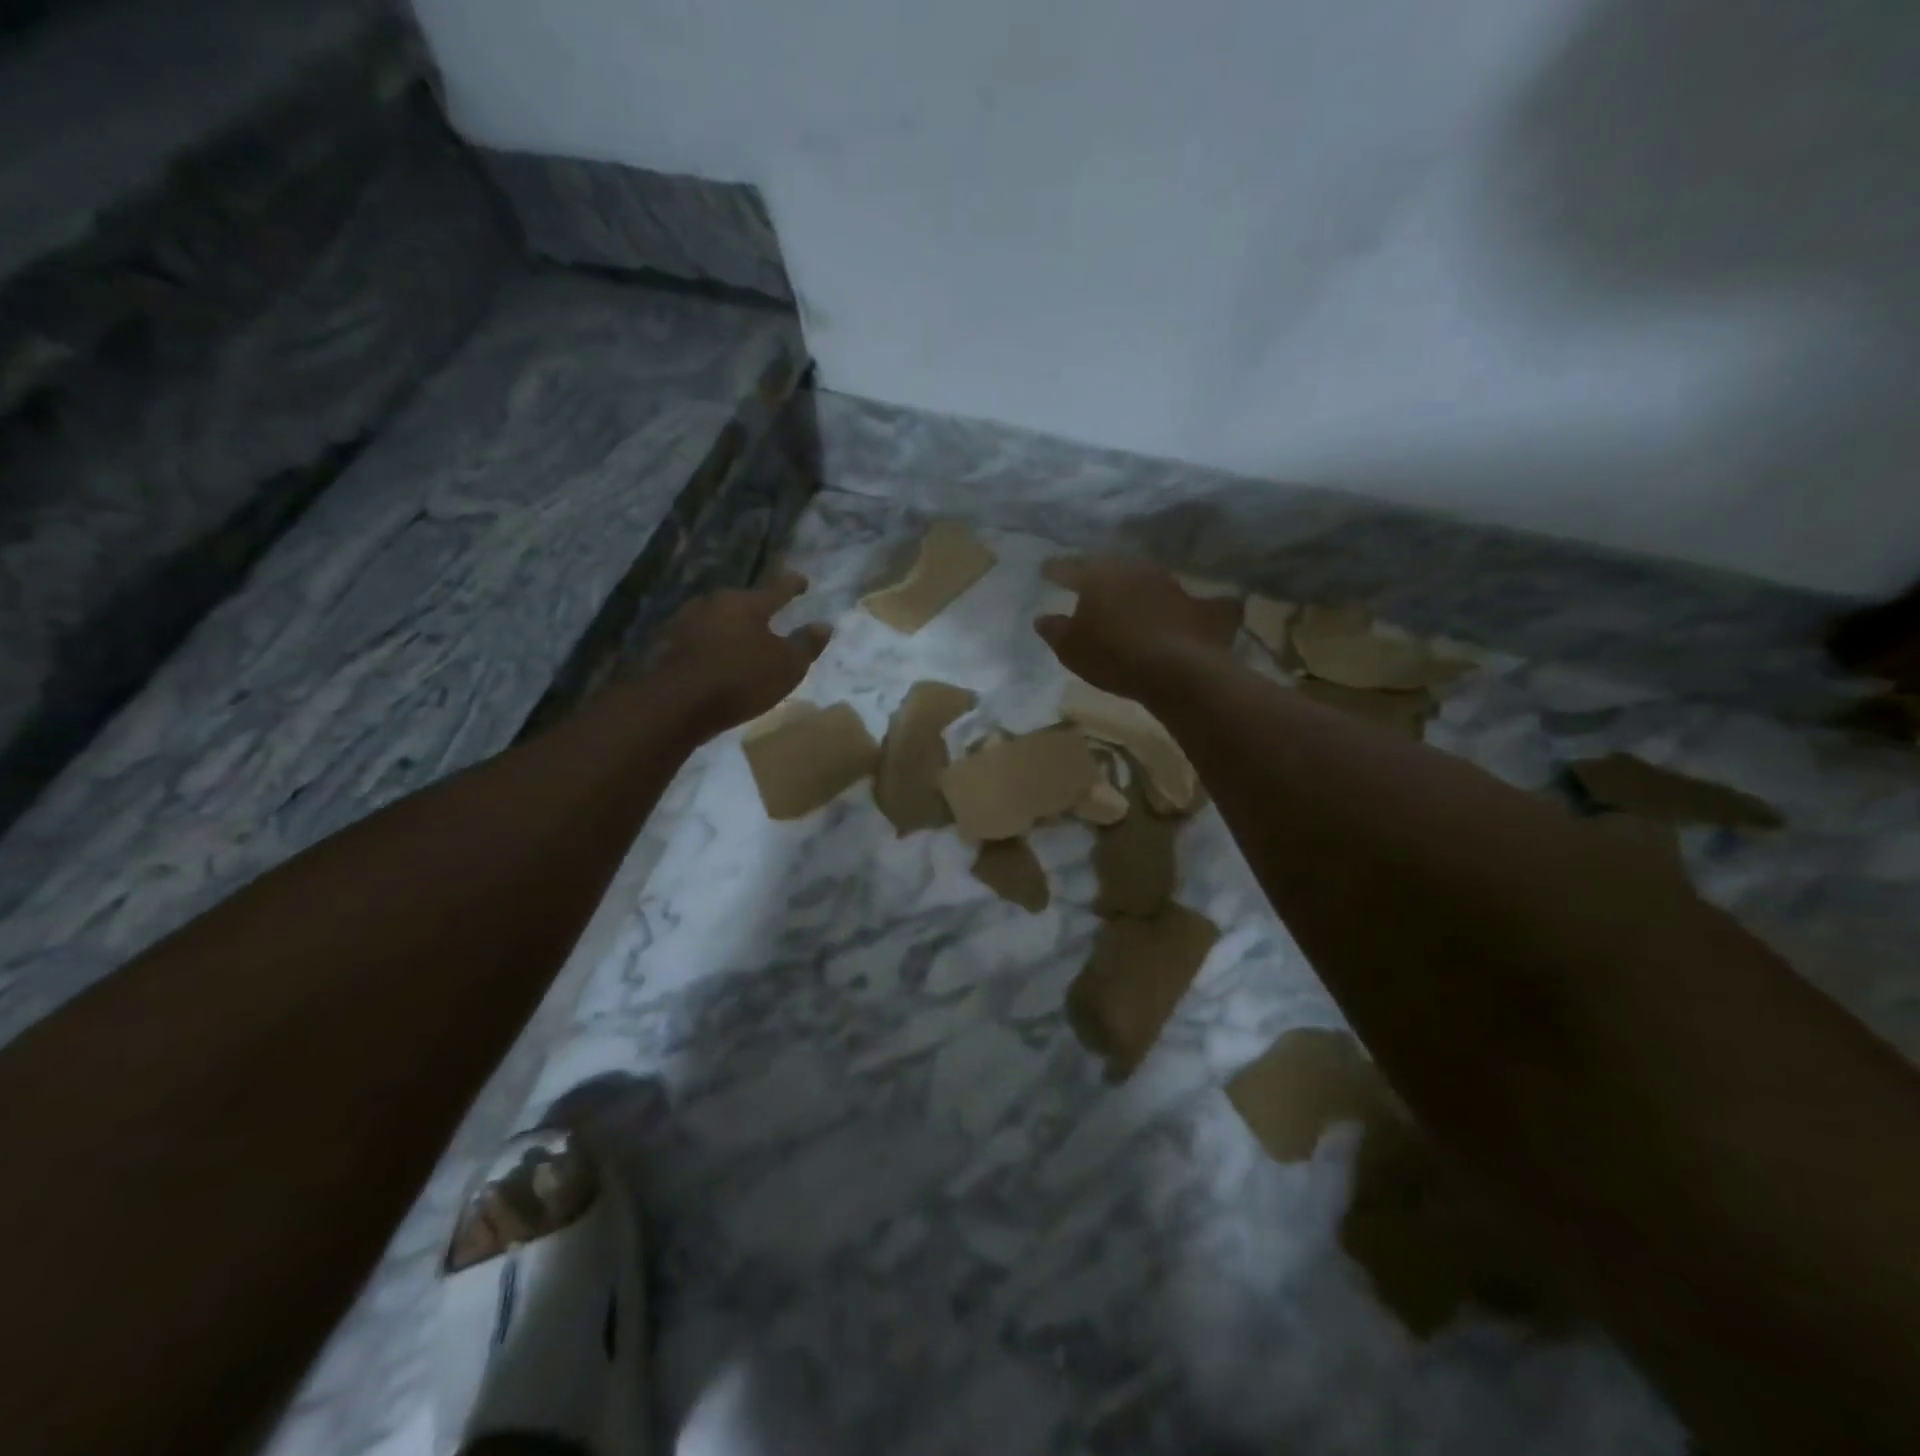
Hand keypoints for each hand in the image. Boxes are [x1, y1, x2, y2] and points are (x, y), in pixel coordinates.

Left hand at [639, 570, 831, 735]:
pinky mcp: (667, 644)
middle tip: (768, 616)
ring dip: (729, 626)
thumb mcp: (787, 666)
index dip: (792, 584)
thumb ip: (807, 644)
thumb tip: (824, 625)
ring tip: (741, 639)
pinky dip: (709, 644)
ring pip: (716, 618)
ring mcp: (686, 621)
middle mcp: (715, 603)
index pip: (776, 588)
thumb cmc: (740, 679)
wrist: (676, 703)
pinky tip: (713, 657)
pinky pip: (697, 638)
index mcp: (747, 603)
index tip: (802, 581)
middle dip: (755, 607)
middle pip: (741, 601)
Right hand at [1034, 555, 1224, 701]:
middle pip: (1107, 567)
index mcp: (1097, 576)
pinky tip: (1161, 613)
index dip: (1054, 569)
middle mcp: (1132, 569)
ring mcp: (1166, 582)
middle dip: (1095, 574)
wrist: (1179, 669)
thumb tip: (1042, 618)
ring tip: (1122, 599)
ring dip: (1130, 587)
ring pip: (1140, 578)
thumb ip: (1054, 630)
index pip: (1068, 567)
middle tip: (1086, 582)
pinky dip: (1163, 604)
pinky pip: (1172, 599)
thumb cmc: (1113, 656)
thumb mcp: (1071, 649)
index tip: (1045, 570)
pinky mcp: (1193, 601)